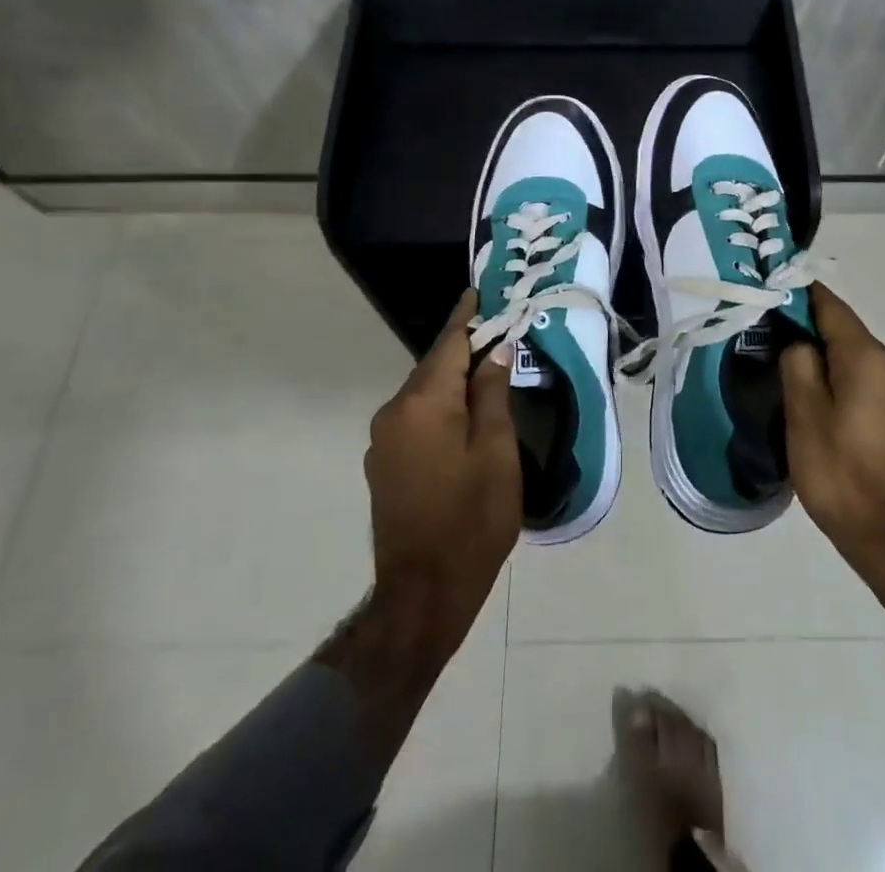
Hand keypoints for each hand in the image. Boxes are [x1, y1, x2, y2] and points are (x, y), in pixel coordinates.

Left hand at [363, 291, 520, 661]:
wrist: (422, 593)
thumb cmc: (471, 518)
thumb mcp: (496, 451)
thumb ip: (492, 394)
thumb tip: (495, 349)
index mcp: (423, 403)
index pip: (448, 343)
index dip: (467, 315)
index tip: (480, 290)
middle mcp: (395, 411)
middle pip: (435, 366)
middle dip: (466, 348)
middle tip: (500, 332)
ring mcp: (384, 439)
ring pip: (425, 393)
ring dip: (454, 379)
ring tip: (489, 372)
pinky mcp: (383, 462)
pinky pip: (416, 417)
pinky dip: (441, 406)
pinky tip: (464, 415)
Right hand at [780, 283, 884, 589]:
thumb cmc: (845, 478)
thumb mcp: (805, 420)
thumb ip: (799, 368)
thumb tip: (801, 342)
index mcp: (869, 360)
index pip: (832, 308)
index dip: (802, 296)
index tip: (775, 292)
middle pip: (848, 337)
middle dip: (813, 337)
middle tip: (776, 350)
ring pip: (861, 366)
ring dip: (832, 368)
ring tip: (799, 389)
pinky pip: (875, 390)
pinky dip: (850, 389)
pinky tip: (831, 417)